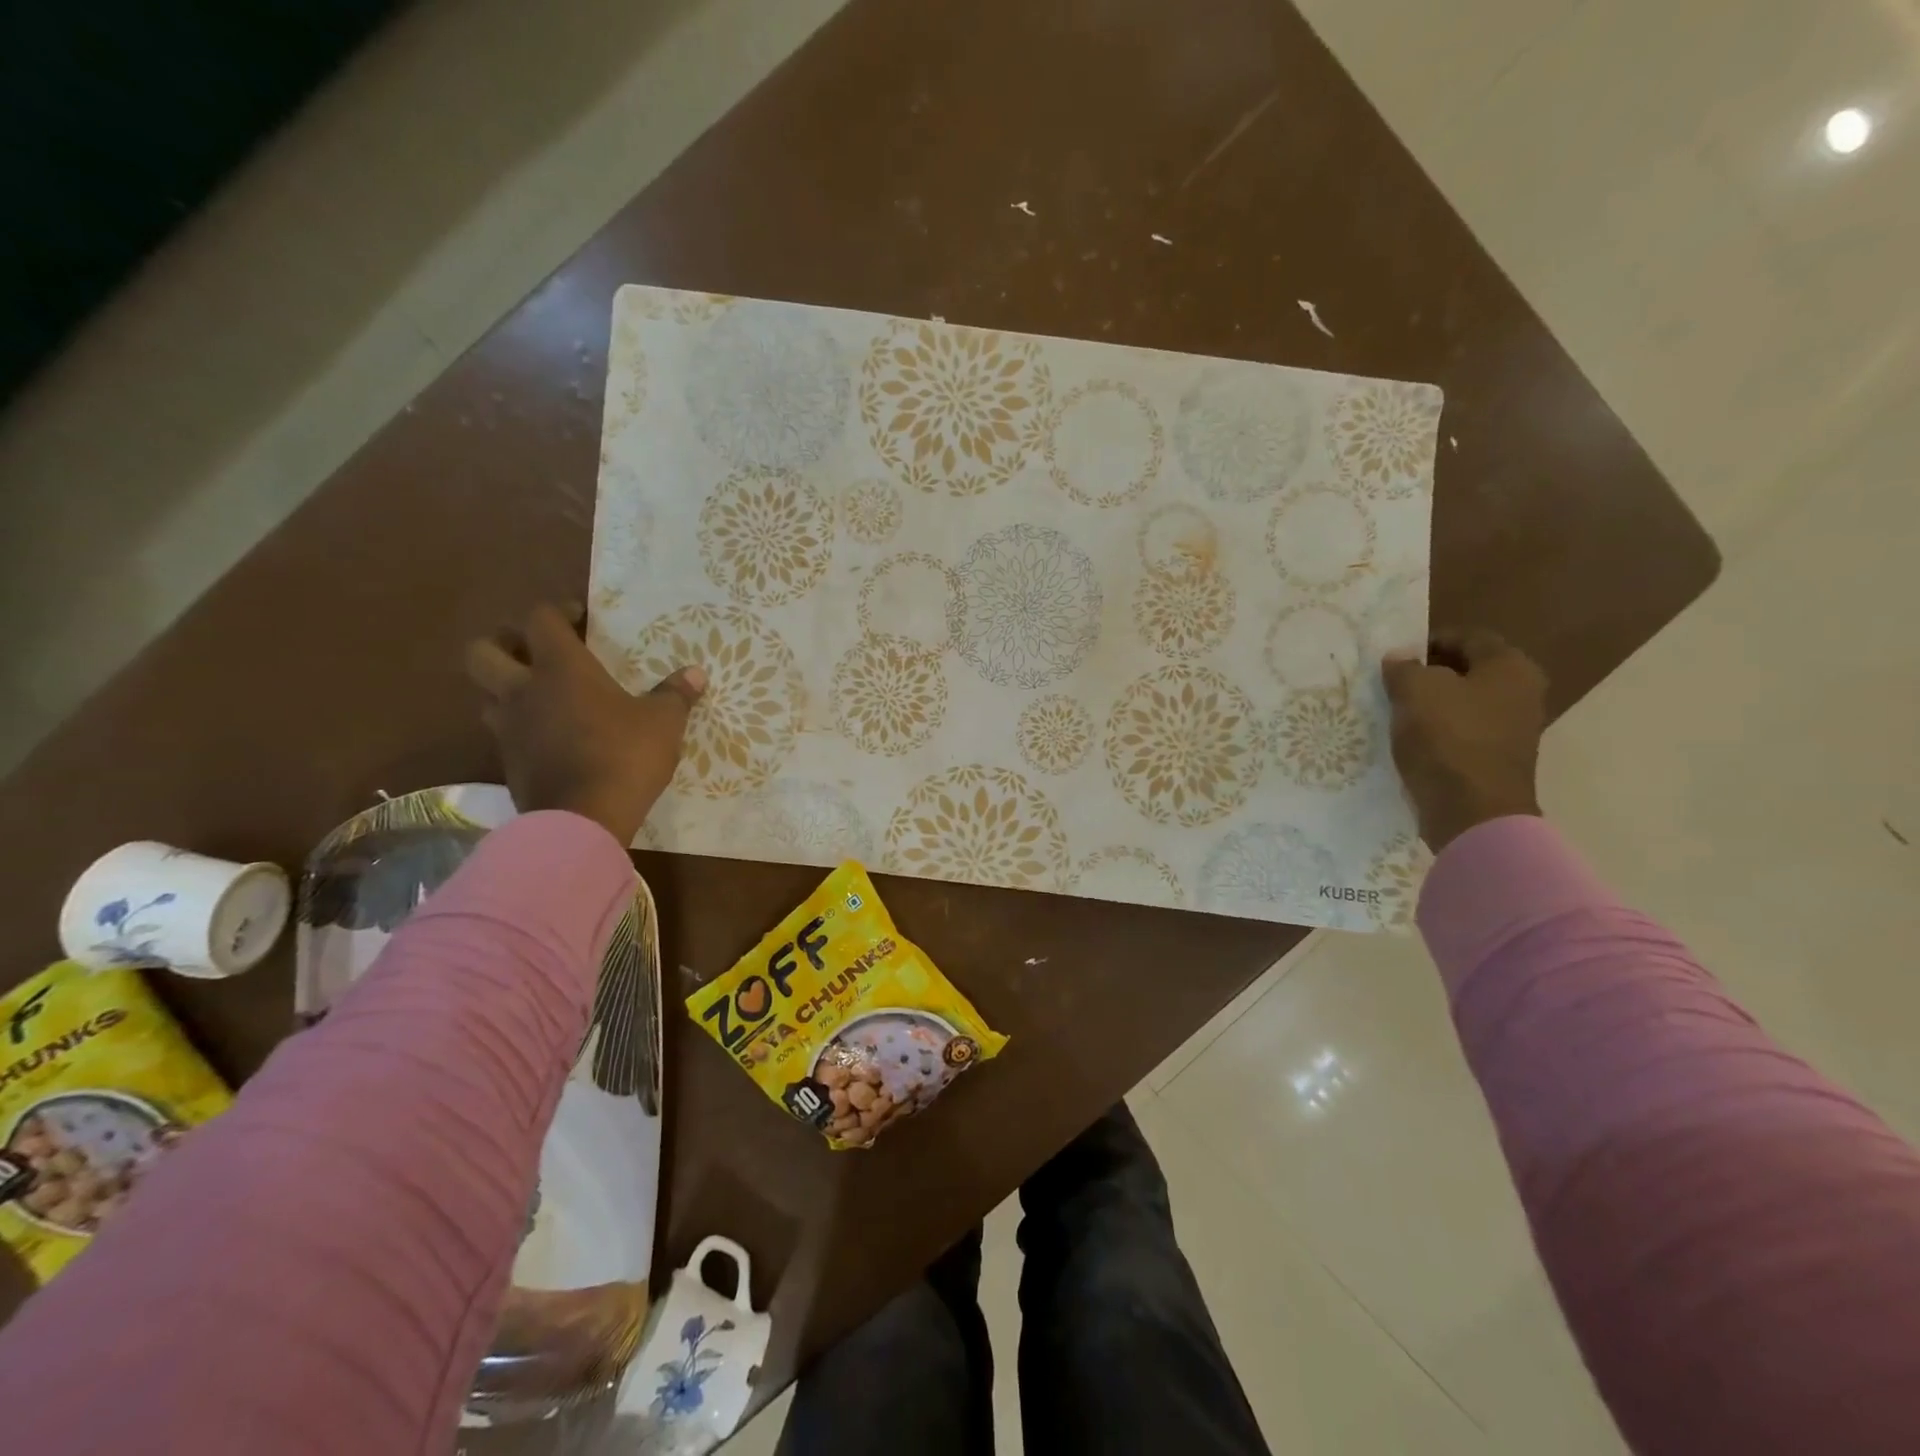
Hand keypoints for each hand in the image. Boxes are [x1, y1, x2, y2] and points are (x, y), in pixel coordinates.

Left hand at [465, 603, 705, 845]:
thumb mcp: (663, 723)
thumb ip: (676, 695)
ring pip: (486, 694)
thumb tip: (696, 674)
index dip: (558, 612)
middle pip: (483, 651)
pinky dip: (519, 726)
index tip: (580, 618)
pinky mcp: (507, 763)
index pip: (541, 619)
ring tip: (540, 696)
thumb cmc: (625, 756)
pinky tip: (549, 736)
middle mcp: (523, 690)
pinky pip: (503, 732)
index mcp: (561, 668)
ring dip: (506, 687)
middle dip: (504, 643)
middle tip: (536, 652)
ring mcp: (508, 728)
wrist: (583, 819)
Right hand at [1381, 628, 1546, 851]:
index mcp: (1510, 667)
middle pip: (1469, 670)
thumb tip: (1399, 658)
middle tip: (1392, 681)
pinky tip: (1410, 738)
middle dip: (1430, 672)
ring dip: (1432, 703)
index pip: (1468, 637)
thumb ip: (1404, 668)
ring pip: (1464, 702)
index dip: (1429, 641)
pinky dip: (1438, 730)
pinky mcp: (1497, 758)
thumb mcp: (1415, 691)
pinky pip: (1463, 731)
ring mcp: (1513, 729)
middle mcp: (1522, 692)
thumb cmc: (1447, 738)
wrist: (1472, 811)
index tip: (1395, 655)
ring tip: (1395, 710)